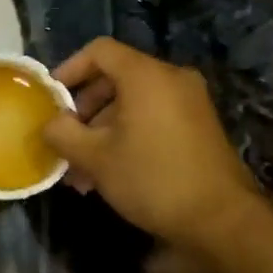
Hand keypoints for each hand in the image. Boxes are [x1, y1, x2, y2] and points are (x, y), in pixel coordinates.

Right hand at [42, 39, 264, 257]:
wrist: (223, 221)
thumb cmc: (152, 178)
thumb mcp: (95, 157)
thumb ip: (63, 133)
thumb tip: (49, 123)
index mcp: (146, 75)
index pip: (99, 51)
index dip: (70, 68)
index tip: (52, 98)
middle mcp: (171, 79)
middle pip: (115, 77)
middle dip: (84, 108)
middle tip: (66, 139)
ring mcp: (189, 102)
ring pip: (132, 102)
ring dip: (102, 129)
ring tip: (82, 169)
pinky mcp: (199, 126)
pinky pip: (152, 117)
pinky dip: (127, 134)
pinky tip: (109, 172)